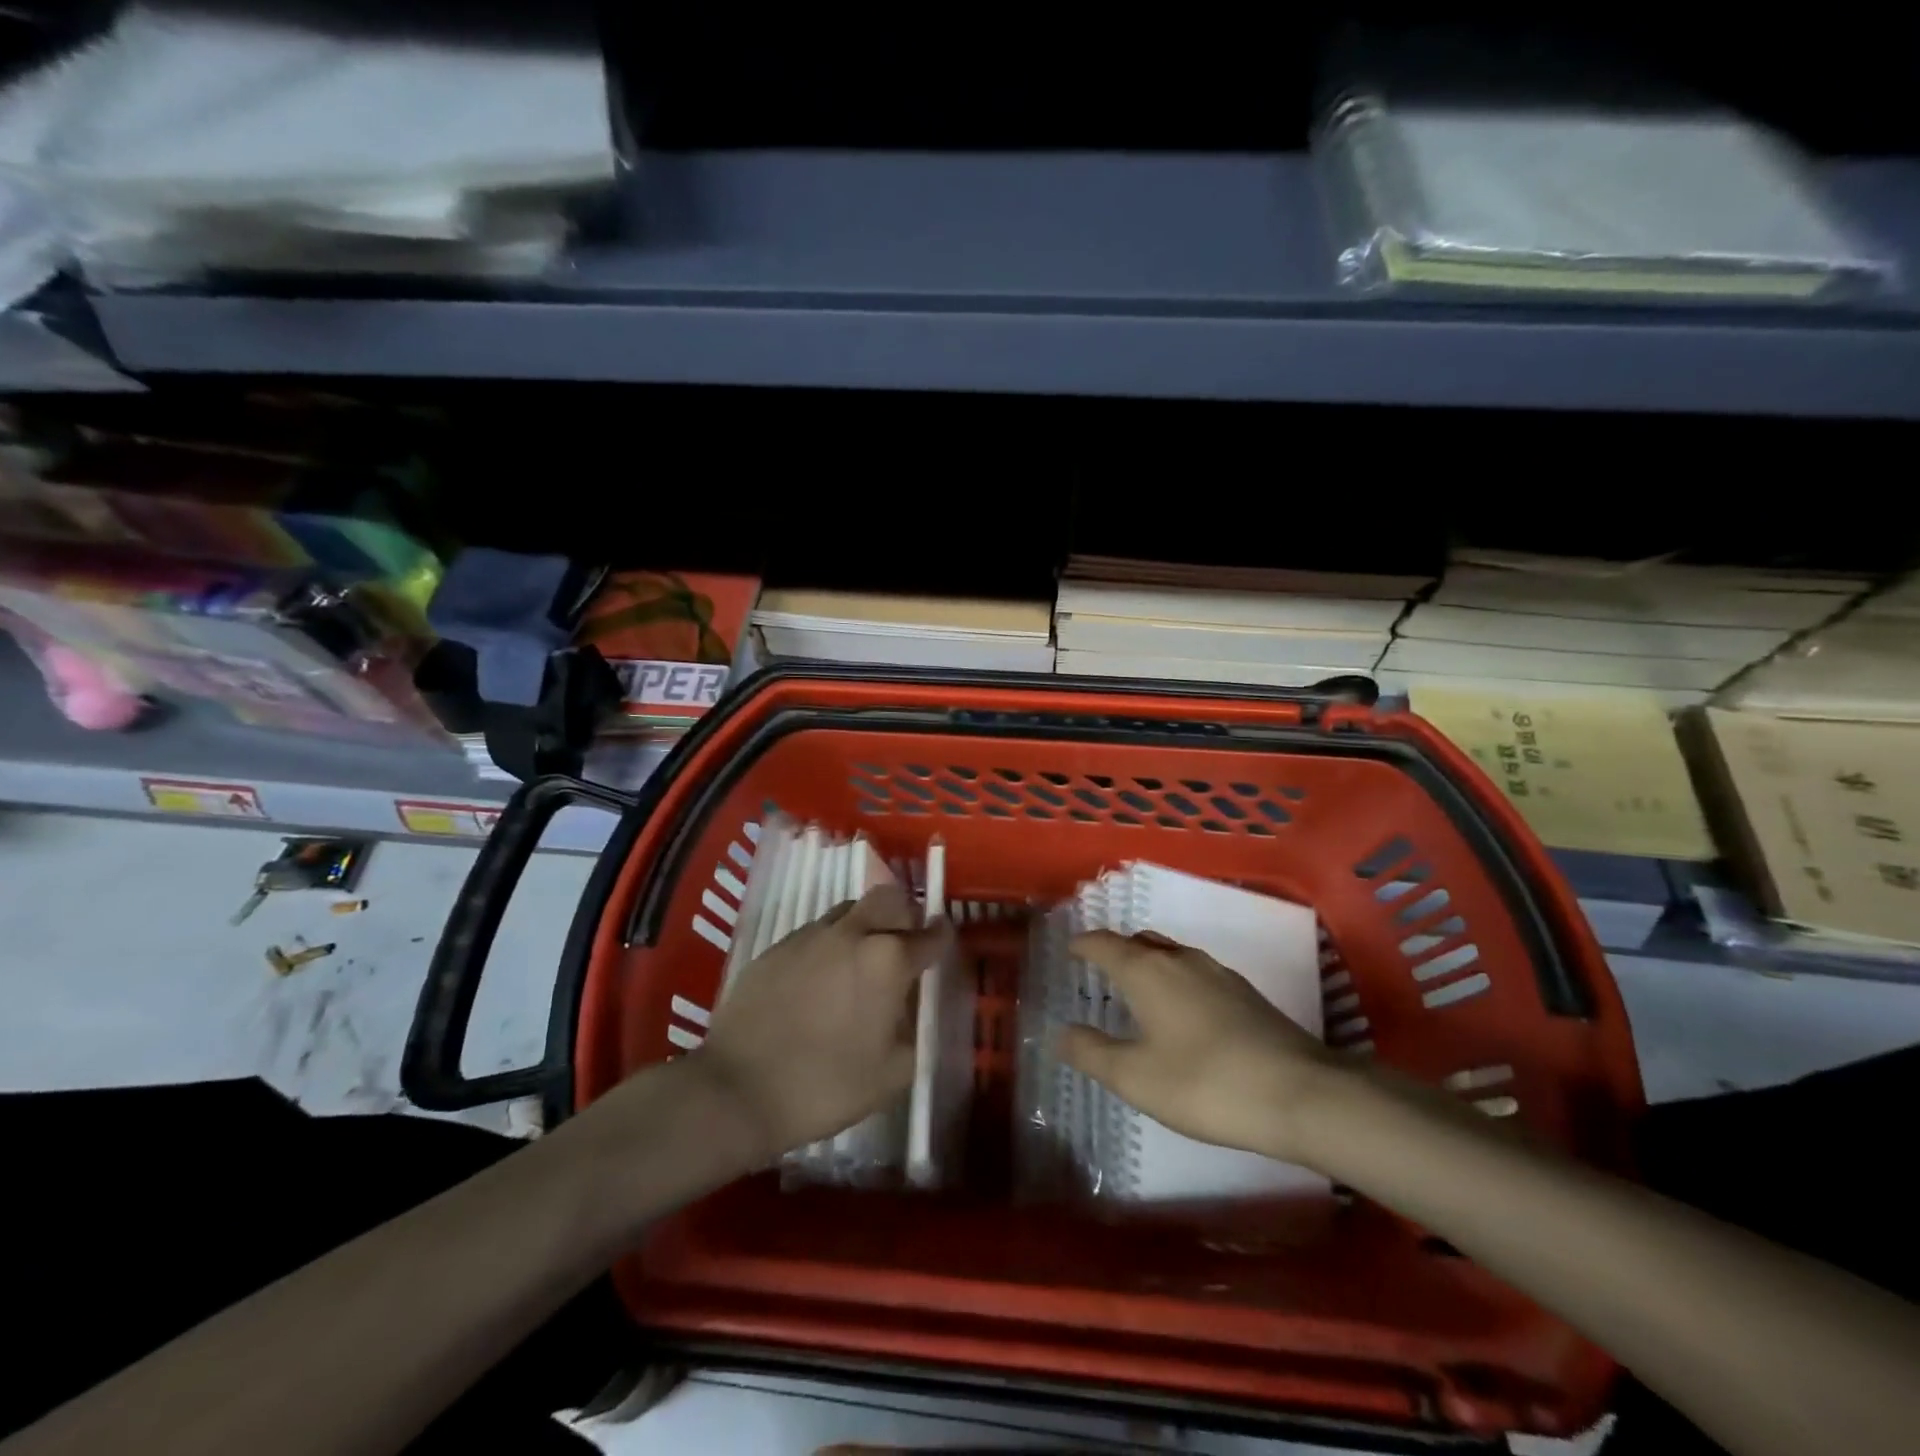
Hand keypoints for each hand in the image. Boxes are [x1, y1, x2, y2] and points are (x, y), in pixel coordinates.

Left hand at [690, 884, 952, 1164]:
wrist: (737, 1089)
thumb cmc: (825, 1085)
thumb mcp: (892, 1074)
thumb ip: (914, 1033)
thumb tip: (911, 1012)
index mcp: (888, 960)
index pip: (930, 935)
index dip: (942, 937)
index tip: (944, 942)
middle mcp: (852, 933)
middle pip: (888, 898)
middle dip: (904, 914)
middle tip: (903, 943)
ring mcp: (810, 936)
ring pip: (849, 910)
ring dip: (864, 926)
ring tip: (859, 963)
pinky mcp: (777, 947)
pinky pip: (815, 932)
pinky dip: (829, 945)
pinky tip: (820, 980)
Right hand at [1058, 931, 1345, 1165]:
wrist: (1301, 1094)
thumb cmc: (1205, 1083)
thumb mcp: (1135, 1077)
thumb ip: (1092, 1053)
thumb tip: (1061, 1033)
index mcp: (1147, 971)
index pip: (1104, 943)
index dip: (1083, 944)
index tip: (1070, 950)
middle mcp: (1180, 960)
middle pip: (1140, 942)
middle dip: (1116, 950)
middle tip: (1100, 970)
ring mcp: (1218, 974)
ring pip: (1171, 955)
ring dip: (1149, 964)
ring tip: (1138, 990)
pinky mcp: (1246, 994)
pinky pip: (1196, 973)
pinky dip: (1176, 981)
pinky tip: (1183, 1012)